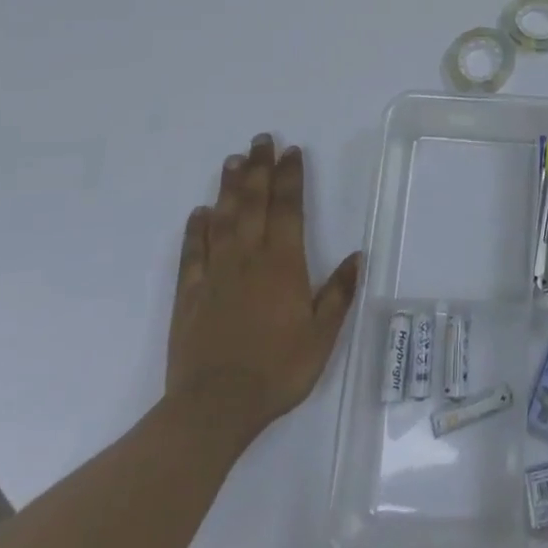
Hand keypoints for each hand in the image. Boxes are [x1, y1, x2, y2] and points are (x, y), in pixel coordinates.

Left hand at [167, 134, 360, 440]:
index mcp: (283, 264)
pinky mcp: (189, 295)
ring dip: (229, 188)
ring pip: (222, 219)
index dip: (290, 177)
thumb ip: (338, 293)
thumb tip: (358, 256)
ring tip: (232, 161)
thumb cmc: (277, 370)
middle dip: (259, 169)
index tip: (291, 151)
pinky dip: (195, 229)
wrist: (215, 407)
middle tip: (260, 140)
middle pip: (254, 203)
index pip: (288, 209)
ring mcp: (215, 274)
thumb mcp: (322, 335)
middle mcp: (248, 258)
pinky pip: (192, 253)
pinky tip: (198, 212)